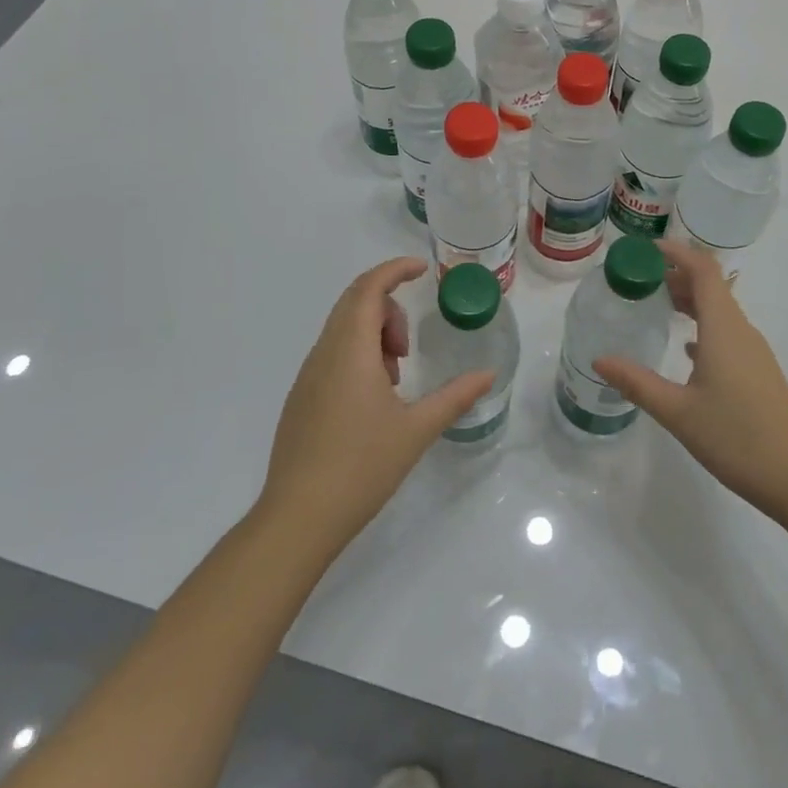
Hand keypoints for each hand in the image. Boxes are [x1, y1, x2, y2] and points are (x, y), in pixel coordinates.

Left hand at [259, 257, 493, 553]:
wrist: (298, 517)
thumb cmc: (361, 467)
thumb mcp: (416, 430)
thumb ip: (455, 397)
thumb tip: (489, 375)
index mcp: (349, 350)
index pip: (368, 288)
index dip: (394, 270)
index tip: (422, 270)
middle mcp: (323, 353)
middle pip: (354, 303)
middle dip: (389, 310)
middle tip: (409, 348)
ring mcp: (307, 376)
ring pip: (342, 330)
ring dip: (373, 336)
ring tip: (394, 380)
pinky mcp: (301, 398)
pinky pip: (332, 354)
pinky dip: (357, 356)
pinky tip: (373, 400)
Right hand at [593, 238, 787, 520]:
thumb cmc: (738, 438)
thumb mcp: (678, 412)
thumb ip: (637, 383)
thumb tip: (599, 359)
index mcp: (723, 328)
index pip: (702, 270)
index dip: (676, 252)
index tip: (644, 249)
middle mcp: (741, 330)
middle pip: (710, 286)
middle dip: (676, 275)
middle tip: (638, 279)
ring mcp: (753, 351)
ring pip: (719, 310)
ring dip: (689, 300)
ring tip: (655, 305)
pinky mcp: (759, 372)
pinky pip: (726, 332)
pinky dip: (702, 326)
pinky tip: (685, 348)